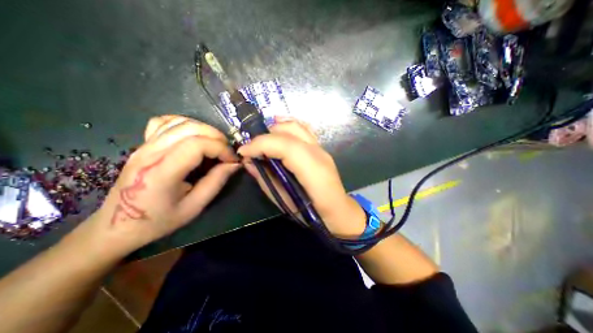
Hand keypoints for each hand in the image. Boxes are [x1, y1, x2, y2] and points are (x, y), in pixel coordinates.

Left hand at [84, 114, 240, 254]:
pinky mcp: (143, 145)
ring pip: (180, 122)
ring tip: (215, 144)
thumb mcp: (194, 207)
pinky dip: (185, 124)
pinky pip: (164, 122)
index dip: (221, 149)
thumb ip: (216, 182)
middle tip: (227, 152)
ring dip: (204, 129)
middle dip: (216, 137)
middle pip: (190, 128)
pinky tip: (193, 135)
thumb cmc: (158, 220)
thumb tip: (235, 164)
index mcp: (162, 171)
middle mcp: (150, 153)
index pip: (197, 145)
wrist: (117, 226)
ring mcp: (144, 146)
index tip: (232, 160)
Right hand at [238, 116, 365, 235]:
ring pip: (296, 126)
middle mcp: (319, 154)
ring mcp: (321, 148)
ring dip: (275, 130)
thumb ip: (266, 180)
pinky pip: (302, 129)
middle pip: (290, 132)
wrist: (338, 210)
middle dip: (265, 136)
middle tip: (252, 149)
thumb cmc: (311, 213)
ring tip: (262, 142)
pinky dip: (286, 127)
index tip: (243, 151)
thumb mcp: (284, 202)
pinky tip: (277, 132)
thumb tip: (249, 162)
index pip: (286, 146)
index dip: (261, 144)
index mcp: (314, 171)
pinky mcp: (320, 148)